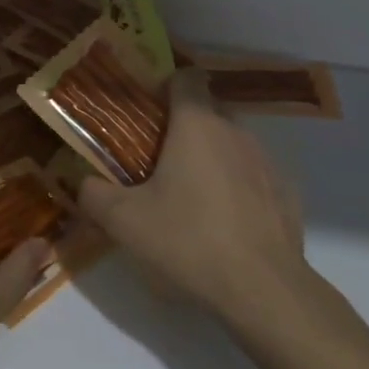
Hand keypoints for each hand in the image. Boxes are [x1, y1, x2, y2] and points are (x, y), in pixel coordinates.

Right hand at [76, 69, 312, 328]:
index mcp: (197, 125)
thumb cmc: (188, 241)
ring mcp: (267, 161)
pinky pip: (255, 176)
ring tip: (191, 197)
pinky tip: (225, 224)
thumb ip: (94, 195)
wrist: (263, 290)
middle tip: (158, 162)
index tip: (147, 113)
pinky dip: (239, 188)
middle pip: (208, 111)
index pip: (186, 78)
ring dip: (212, 158)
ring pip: (233, 143)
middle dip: (185, 128)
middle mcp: (236, 131)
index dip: (165, 86)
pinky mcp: (287, 192)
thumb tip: (82, 183)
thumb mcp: (124, 222)